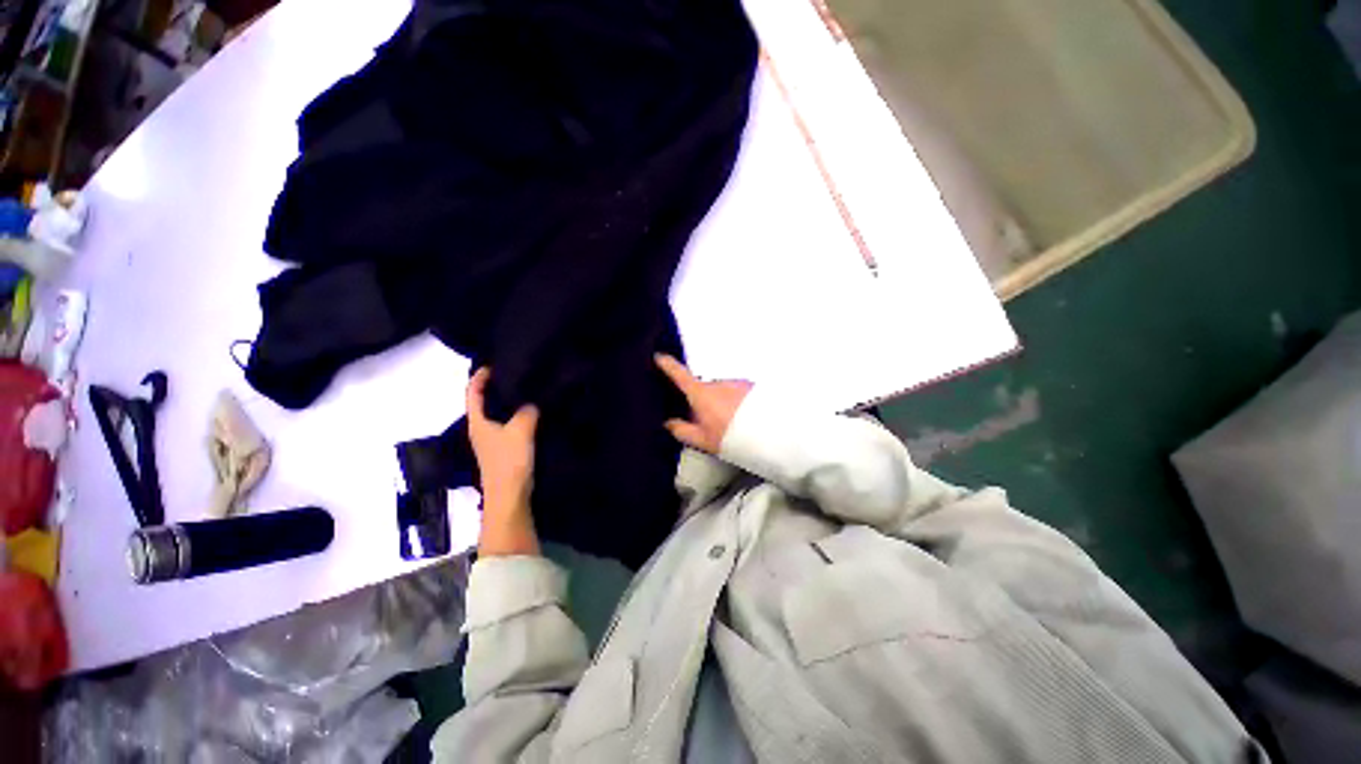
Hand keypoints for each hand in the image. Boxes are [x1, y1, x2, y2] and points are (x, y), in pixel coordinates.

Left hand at [466, 368, 538, 517]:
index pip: (472, 393)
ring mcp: (491, 440)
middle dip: (495, 387)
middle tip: (515, 374)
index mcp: (477, 422)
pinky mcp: (503, 449)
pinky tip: (531, 413)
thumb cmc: (509, 460)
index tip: (493, 365)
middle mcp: (480, 429)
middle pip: (483, 402)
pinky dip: (516, 415)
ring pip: (497, 414)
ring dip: (507, 402)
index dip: (479, 377)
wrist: (510, 494)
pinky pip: (508, 425)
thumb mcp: (521, 430)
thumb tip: (532, 402)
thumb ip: (527, 411)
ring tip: (526, 391)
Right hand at [655, 354, 751, 454]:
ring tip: (730, 424)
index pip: (679, 374)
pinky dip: (734, 401)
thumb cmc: (733, 437)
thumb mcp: (703, 440)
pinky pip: (735, 392)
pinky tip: (742, 418)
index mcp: (701, 393)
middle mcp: (717, 383)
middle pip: (702, 388)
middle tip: (706, 421)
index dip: (667, 365)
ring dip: (720, 402)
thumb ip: (682, 430)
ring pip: (720, 391)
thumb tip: (669, 423)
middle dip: (701, 400)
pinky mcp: (749, 386)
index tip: (659, 357)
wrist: (769, 433)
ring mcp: (734, 382)